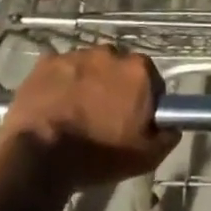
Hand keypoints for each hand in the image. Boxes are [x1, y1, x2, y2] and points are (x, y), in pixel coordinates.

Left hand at [0, 46, 179, 202]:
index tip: (133, 120)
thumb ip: (166, 136)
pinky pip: (60, 70)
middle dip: (114, 87)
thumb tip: (172, 126)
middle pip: (118, 69)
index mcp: (138, 70)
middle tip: (103, 118)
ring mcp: (76, 54)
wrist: (38, 158)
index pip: (151, 80)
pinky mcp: (46, 62)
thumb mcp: (145, 158)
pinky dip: (60, 84)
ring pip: (88, 67)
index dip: (144, 100)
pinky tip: (54, 107)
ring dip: (87, 83)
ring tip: (75, 114)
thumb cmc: (97, 156)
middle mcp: (110, 53)